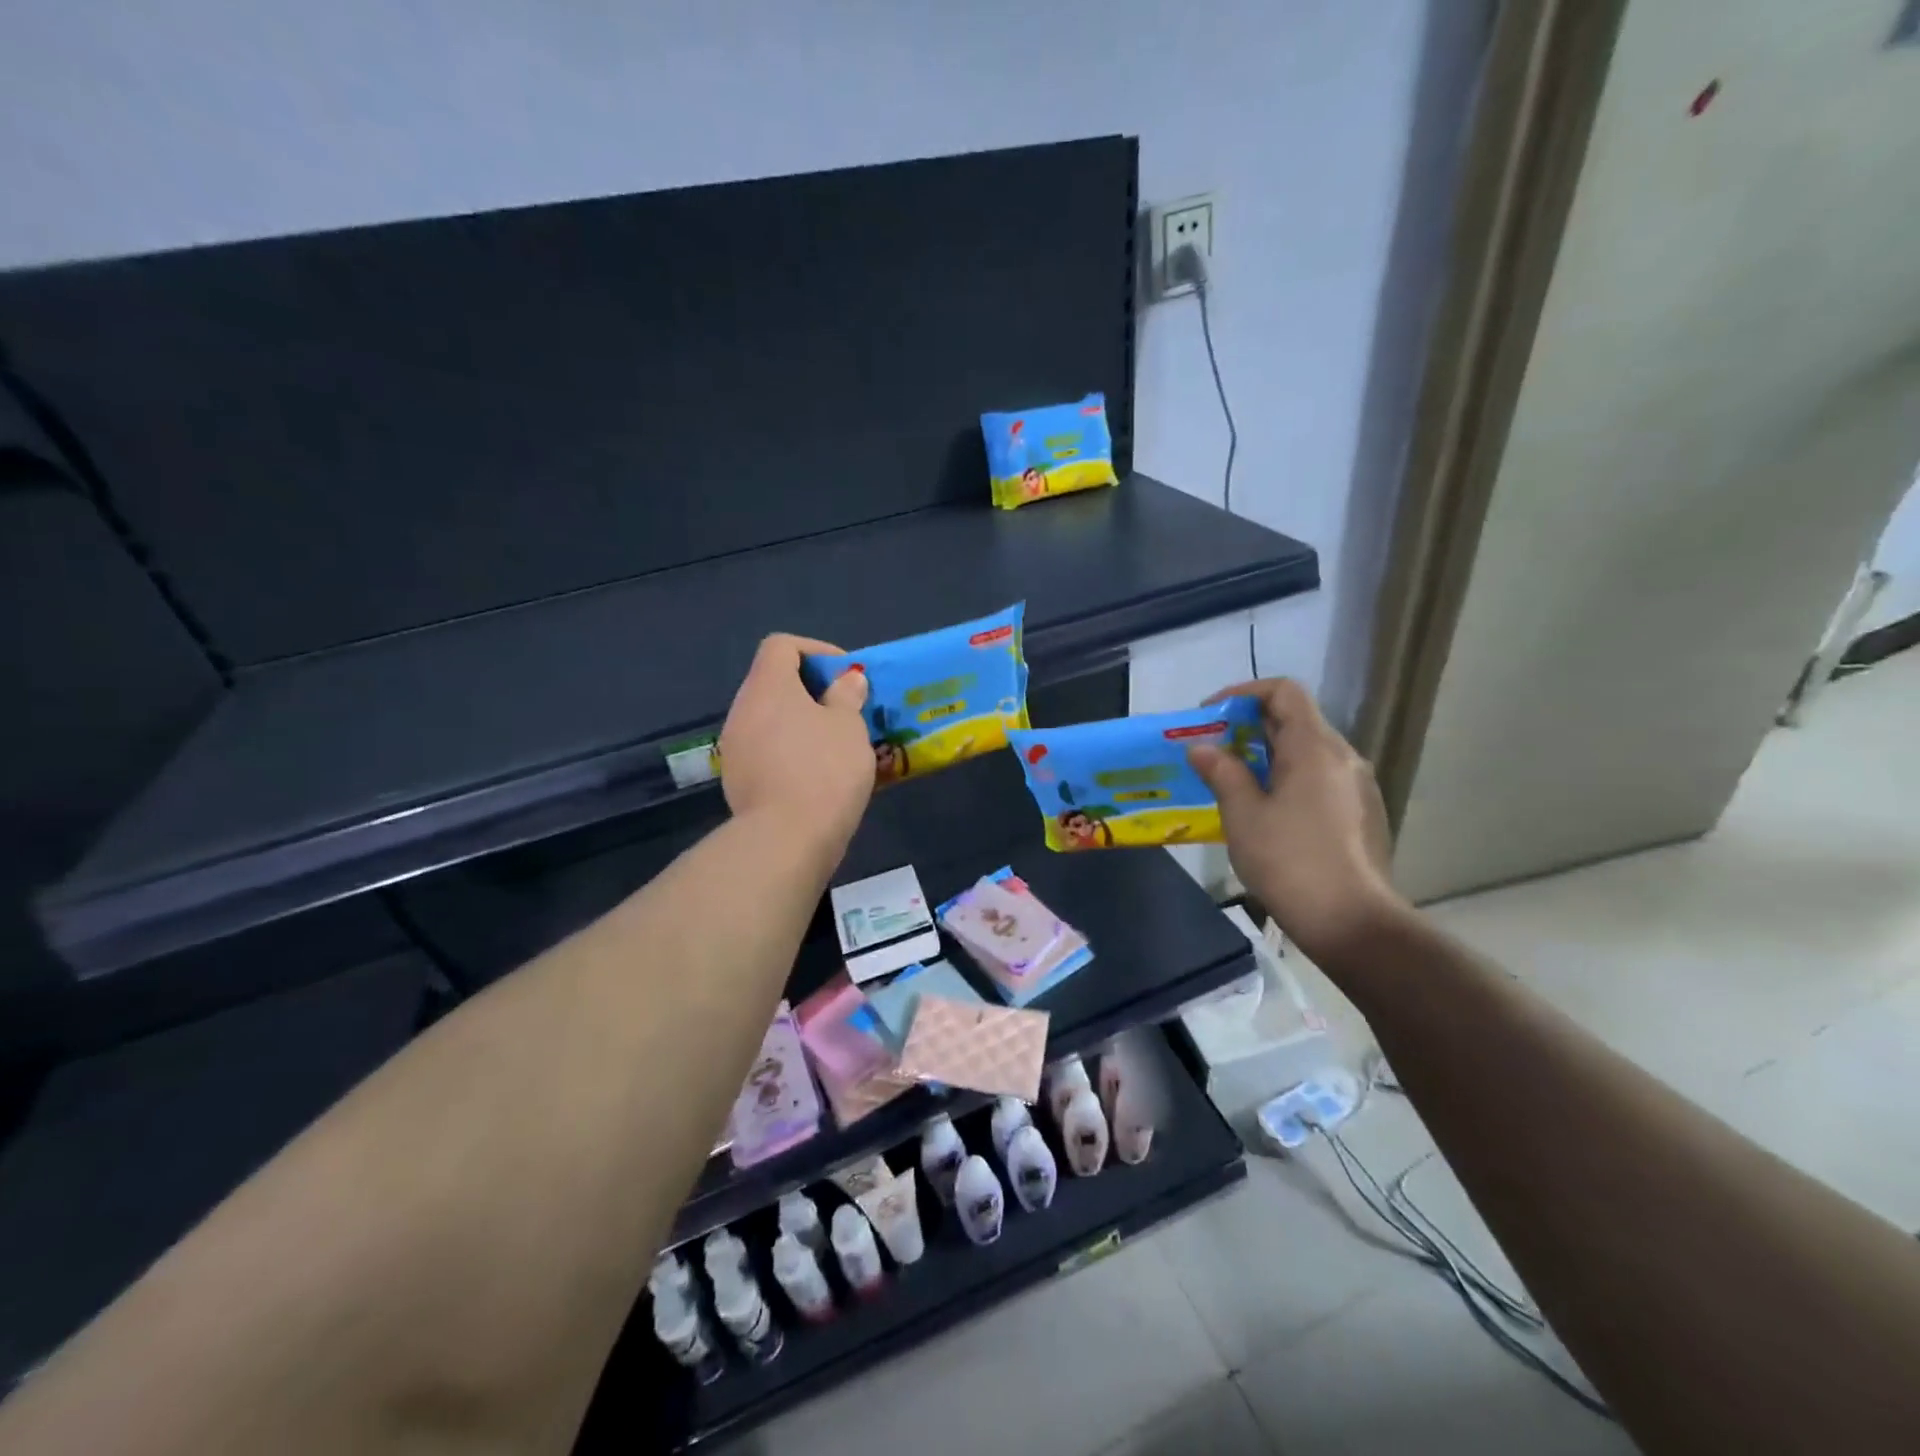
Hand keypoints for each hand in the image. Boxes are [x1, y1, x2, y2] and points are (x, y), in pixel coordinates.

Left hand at [719, 635, 874, 856]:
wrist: (787, 839)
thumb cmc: (825, 769)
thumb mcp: (849, 726)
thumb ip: (846, 696)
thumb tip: (846, 680)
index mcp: (767, 687)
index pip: (781, 646)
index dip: (816, 651)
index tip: (846, 676)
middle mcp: (742, 709)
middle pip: (774, 682)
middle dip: (812, 690)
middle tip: (846, 710)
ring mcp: (734, 747)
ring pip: (770, 719)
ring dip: (801, 722)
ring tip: (835, 744)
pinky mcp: (736, 779)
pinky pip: (766, 750)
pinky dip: (789, 750)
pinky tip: (815, 773)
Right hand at [1186, 678, 1403, 963]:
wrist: (1353, 923)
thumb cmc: (1290, 861)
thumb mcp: (1243, 815)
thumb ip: (1222, 773)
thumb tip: (1201, 748)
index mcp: (1315, 747)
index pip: (1284, 691)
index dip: (1244, 692)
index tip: (1210, 714)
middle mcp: (1343, 757)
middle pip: (1296, 720)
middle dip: (1249, 727)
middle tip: (1212, 750)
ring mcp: (1357, 786)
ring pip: (1308, 752)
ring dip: (1267, 755)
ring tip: (1232, 782)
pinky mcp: (1362, 814)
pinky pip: (1320, 779)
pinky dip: (1288, 778)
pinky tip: (1266, 812)